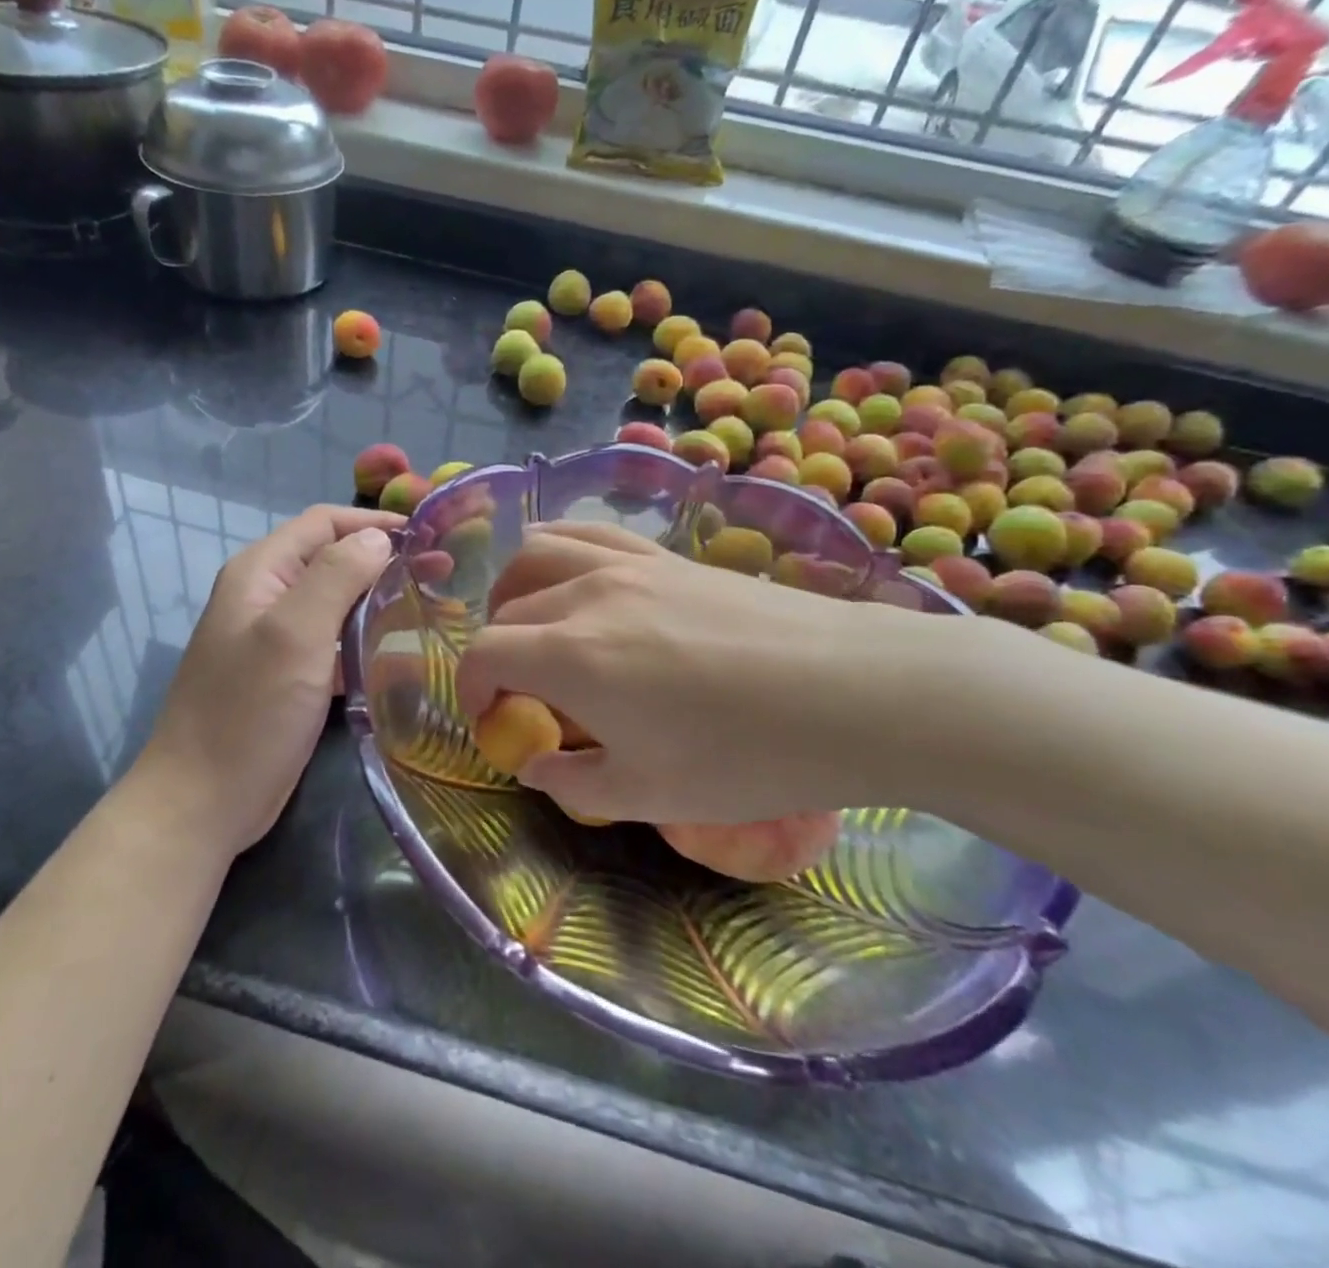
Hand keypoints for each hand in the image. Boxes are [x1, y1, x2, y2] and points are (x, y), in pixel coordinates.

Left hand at [132, 505, 402, 857]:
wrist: (202, 802)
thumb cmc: (249, 711)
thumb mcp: (295, 634)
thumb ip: (336, 576)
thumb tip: (378, 538)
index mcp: (261, 572)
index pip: (324, 523)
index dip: (375, 523)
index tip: (429, 538)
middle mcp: (268, 596)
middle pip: (333, 560)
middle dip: (385, 562)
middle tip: (442, 575)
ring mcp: (278, 639)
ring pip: (338, 604)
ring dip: (380, 602)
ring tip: (432, 610)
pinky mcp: (291, 676)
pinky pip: (336, 644)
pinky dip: (367, 642)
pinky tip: (402, 656)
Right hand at [455, 523, 988, 824]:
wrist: (856, 692)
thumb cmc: (747, 756)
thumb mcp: (649, 795)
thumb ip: (573, 781)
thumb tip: (538, 765)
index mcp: (571, 654)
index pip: (484, 653)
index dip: (473, 690)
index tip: (493, 722)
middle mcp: (587, 593)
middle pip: (508, 606)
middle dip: (497, 651)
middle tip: (524, 691)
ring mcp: (630, 562)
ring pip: (539, 550)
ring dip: (518, 589)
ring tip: (537, 625)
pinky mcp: (668, 554)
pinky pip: (591, 533)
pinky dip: (563, 553)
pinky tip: (584, 584)